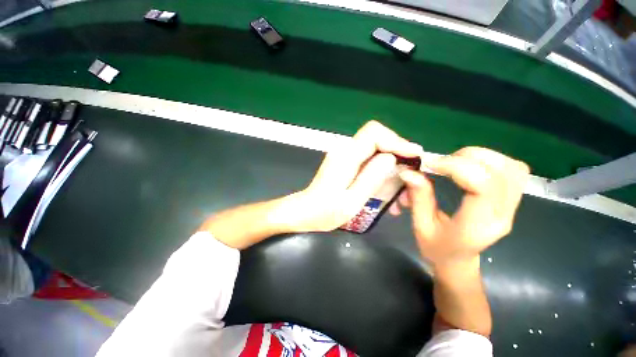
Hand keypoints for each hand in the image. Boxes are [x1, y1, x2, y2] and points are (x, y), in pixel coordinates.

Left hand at [286, 121, 422, 232]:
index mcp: (345, 157)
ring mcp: (344, 156)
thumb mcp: (351, 201)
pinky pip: (368, 158)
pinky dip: (381, 168)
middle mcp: (345, 150)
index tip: (414, 156)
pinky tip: (387, 184)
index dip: (397, 141)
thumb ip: (371, 178)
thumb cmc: (325, 211)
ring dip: (391, 162)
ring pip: (375, 148)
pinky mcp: (345, 163)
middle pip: (377, 138)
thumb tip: (390, 158)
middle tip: (410, 172)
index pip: (374, 133)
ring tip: (402, 183)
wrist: (305, 212)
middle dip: (397, 152)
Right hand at [396, 147, 529, 265]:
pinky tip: (471, 167)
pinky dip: (492, 161)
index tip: (429, 164)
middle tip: (440, 164)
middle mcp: (502, 214)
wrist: (457, 260)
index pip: (482, 185)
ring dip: (481, 157)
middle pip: (502, 171)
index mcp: (477, 225)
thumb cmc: (436, 248)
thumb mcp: (421, 225)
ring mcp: (512, 207)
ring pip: (513, 168)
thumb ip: (419, 197)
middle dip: (467, 158)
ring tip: (454, 163)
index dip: (456, 166)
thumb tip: (409, 171)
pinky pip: (514, 171)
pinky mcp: (512, 200)